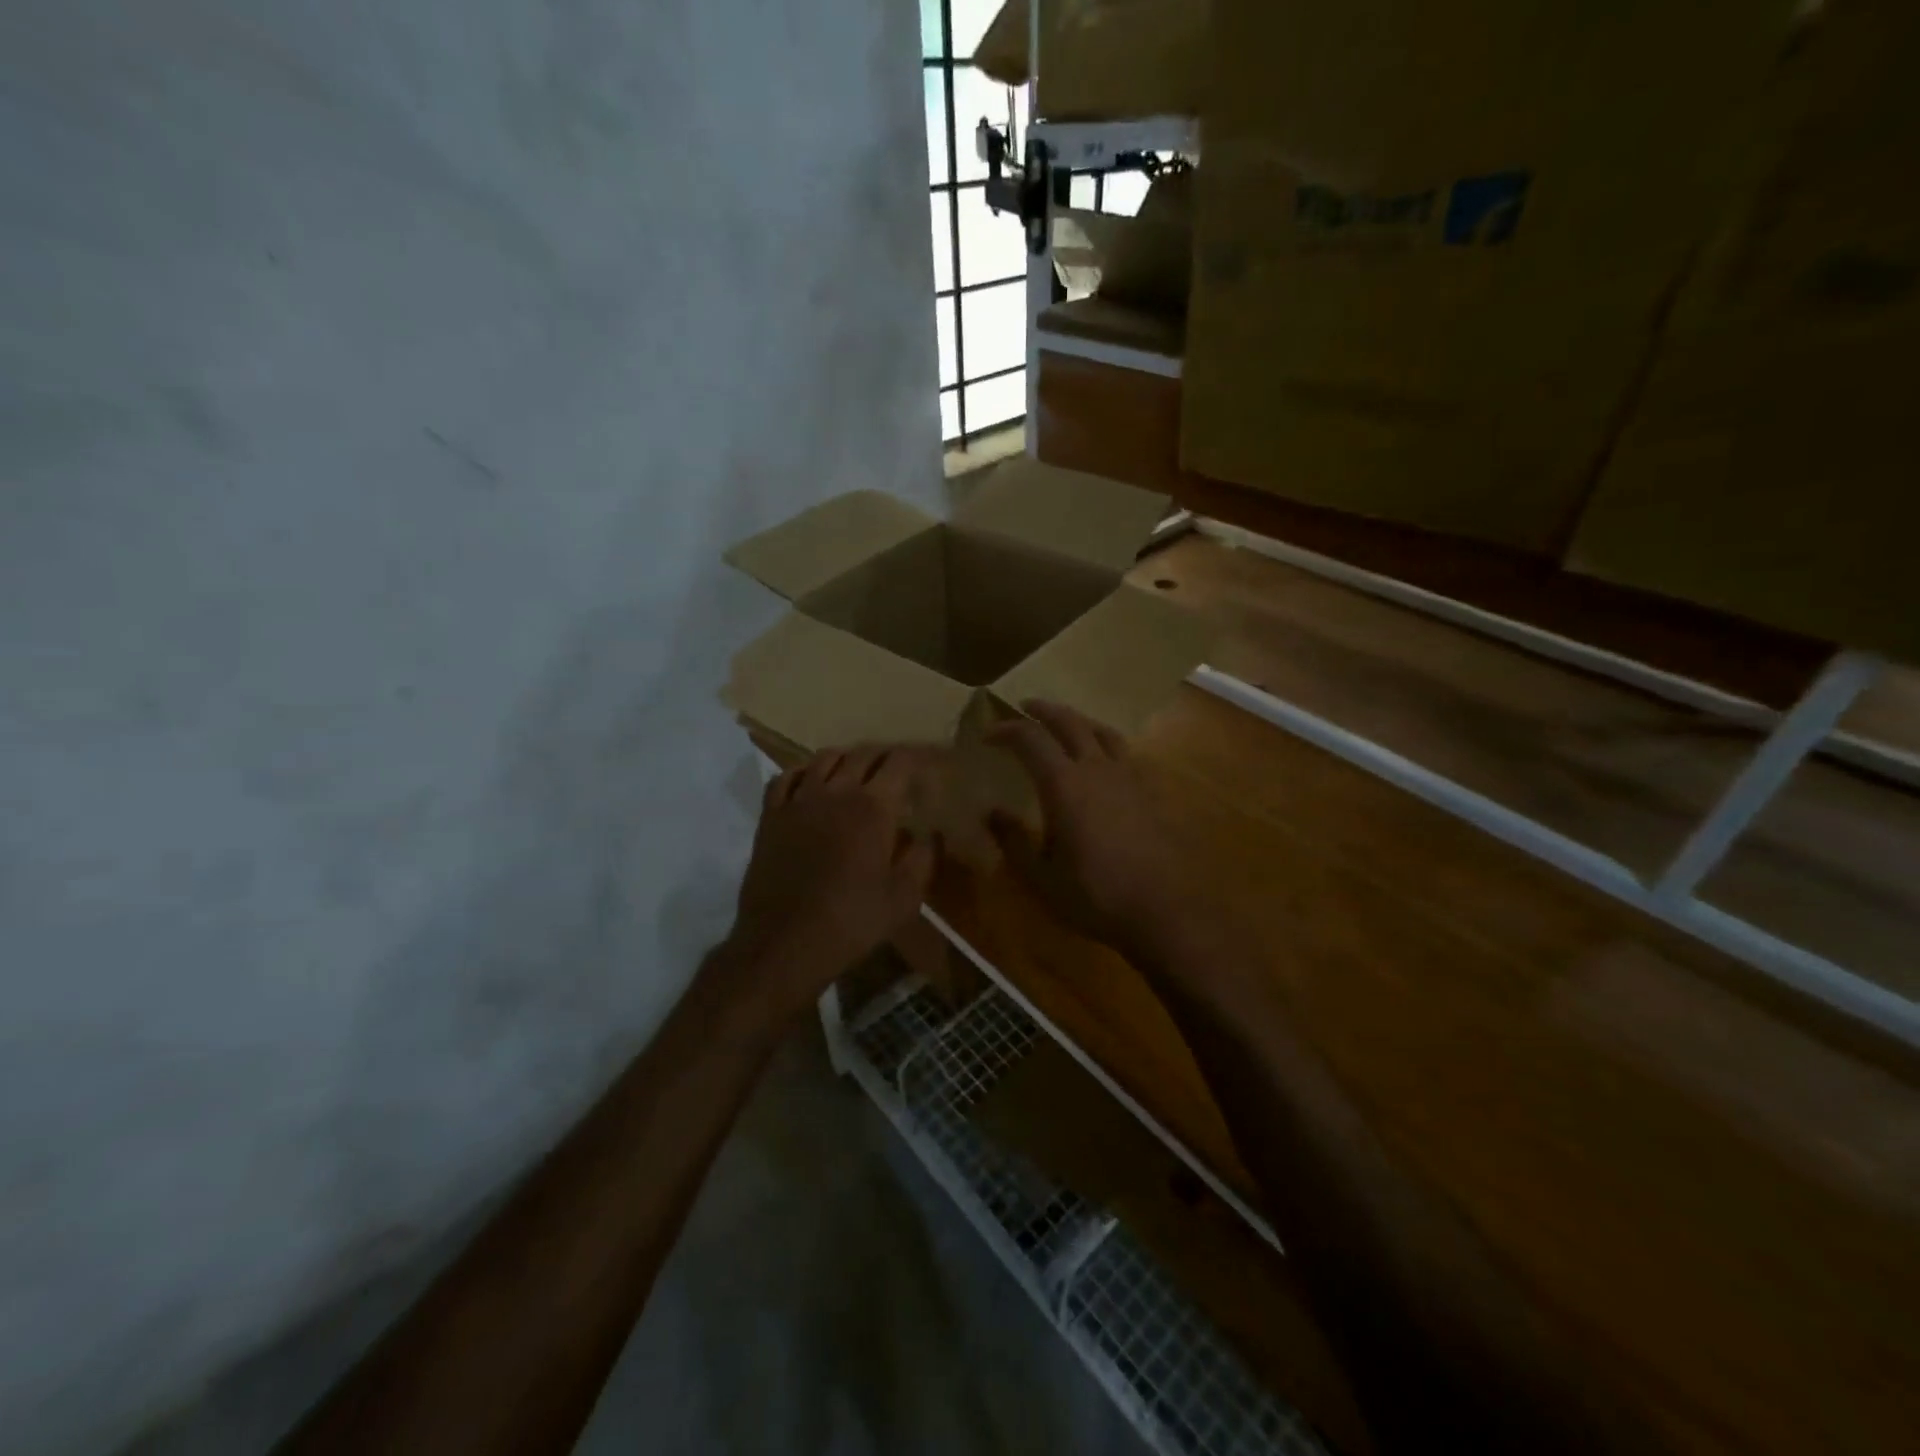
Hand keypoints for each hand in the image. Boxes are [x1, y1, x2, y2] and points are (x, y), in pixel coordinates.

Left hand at [726, 745, 938, 1019]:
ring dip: (846, 758)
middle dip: (884, 755)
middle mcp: (836, 792)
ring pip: (823, 759)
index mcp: (873, 807)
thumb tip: (931, 833)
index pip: (900, 763)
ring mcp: (798, 800)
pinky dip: (802, 771)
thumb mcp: (904, 898)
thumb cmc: (852, 921)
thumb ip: (923, 858)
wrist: (785, 943)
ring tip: (856, 770)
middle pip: (862, 754)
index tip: (928, 763)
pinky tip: (809, 782)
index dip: (917, 757)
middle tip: (897, 768)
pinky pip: (784, 778)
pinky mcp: (771, 816)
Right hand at [987, 701, 1186, 961]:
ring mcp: (1129, 776)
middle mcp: (1097, 768)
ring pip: (1101, 731)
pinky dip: (1104, 742)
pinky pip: (1123, 751)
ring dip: (1077, 720)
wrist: (1164, 910)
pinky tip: (1102, 760)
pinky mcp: (1150, 791)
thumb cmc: (1095, 895)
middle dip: (1043, 711)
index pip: (1031, 739)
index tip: (988, 734)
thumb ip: (1013, 840)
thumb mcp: (1041, 877)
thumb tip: (990, 812)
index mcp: (1065, 784)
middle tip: (1025, 708)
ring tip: (1065, 723)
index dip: (1007, 730)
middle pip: (1069, 722)